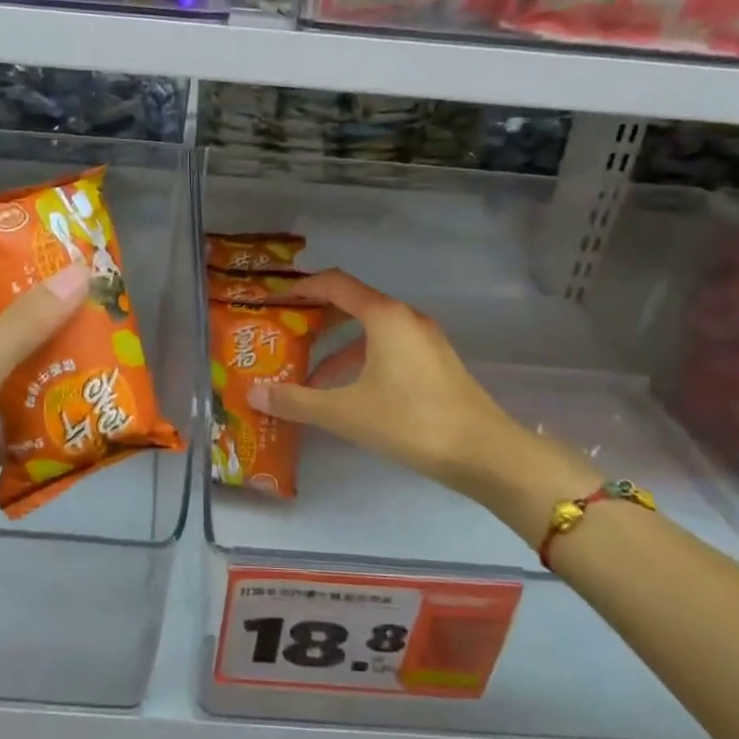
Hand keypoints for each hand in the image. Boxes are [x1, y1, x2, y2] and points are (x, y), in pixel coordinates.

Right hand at [248, 270, 596, 535]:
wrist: (485, 453)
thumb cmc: (410, 422)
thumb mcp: (344, 412)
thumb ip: (296, 400)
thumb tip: (253, 392)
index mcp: (384, 316)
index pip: (333, 284)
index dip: (299, 289)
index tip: (272, 301)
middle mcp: (405, 318)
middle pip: (351, 304)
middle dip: (315, 318)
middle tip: (283, 334)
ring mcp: (424, 340)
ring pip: (370, 331)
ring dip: (336, 347)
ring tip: (306, 373)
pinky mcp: (434, 364)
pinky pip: (387, 349)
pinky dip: (360, 362)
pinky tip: (345, 394)